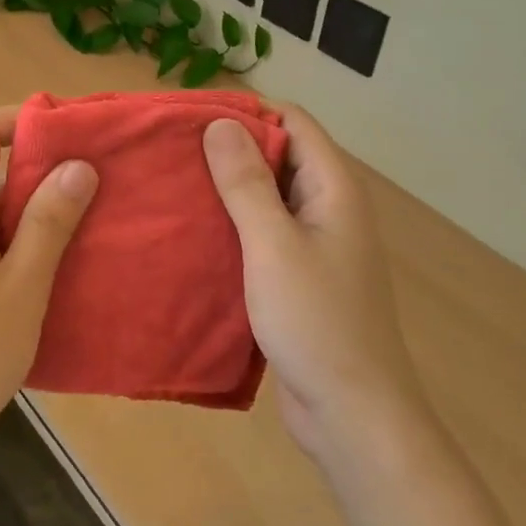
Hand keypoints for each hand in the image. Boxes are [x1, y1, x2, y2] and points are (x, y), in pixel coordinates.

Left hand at [0, 106, 96, 475]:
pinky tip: (46, 279)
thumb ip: (48, 225)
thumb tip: (77, 166)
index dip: (24, 120)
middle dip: (42, 171)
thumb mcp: (21, 292)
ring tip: (83, 233)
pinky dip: (15, 244)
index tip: (73, 137)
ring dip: (33, 214)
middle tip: (96, 190)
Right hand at [203, 107, 429, 476]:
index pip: (293, 121)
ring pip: (269, 197)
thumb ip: (247, 184)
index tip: (192, 117)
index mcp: (333, 188)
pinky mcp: (299, 277)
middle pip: (280, 155)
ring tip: (173, 186)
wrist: (352, 413)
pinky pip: (264, 234)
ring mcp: (316, 244)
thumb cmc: (316, 322)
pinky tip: (193, 233)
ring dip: (228, 189)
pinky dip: (233, 226)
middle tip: (172, 151)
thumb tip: (220, 123)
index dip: (246, 111)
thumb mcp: (273, 245)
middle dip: (230, 149)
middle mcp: (328, 207)